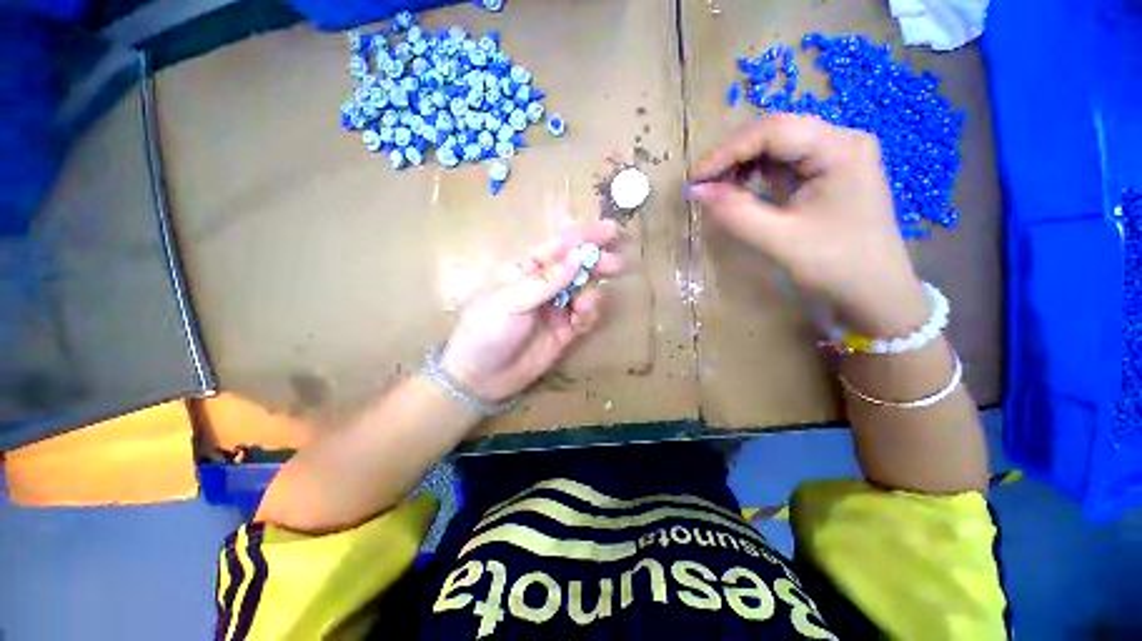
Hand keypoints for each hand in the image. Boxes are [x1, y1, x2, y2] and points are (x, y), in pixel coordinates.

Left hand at [441, 220, 623, 402]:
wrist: (480, 378)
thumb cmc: (486, 330)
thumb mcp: (511, 300)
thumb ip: (547, 280)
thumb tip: (578, 256)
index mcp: (525, 270)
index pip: (558, 246)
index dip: (584, 236)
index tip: (611, 229)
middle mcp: (544, 285)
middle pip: (576, 267)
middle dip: (596, 262)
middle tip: (617, 262)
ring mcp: (556, 308)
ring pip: (584, 291)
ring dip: (592, 292)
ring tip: (586, 304)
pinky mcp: (565, 331)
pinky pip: (585, 316)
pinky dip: (589, 314)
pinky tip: (583, 318)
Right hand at [689, 113, 927, 336]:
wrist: (875, 291)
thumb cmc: (834, 265)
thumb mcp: (779, 239)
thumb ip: (735, 212)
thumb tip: (696, 191)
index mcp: (839, 149)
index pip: (773, 130)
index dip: (727, 151)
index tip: (695, 180)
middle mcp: (842, 141)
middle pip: (776, 133)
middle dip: (734, 157)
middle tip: (703, 186)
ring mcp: (838, 155)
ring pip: (778, 146)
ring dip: (743, 165)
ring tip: (719, 191)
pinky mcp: (830, 171)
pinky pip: (785, 162)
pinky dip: (758, 175)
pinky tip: (743, 191)